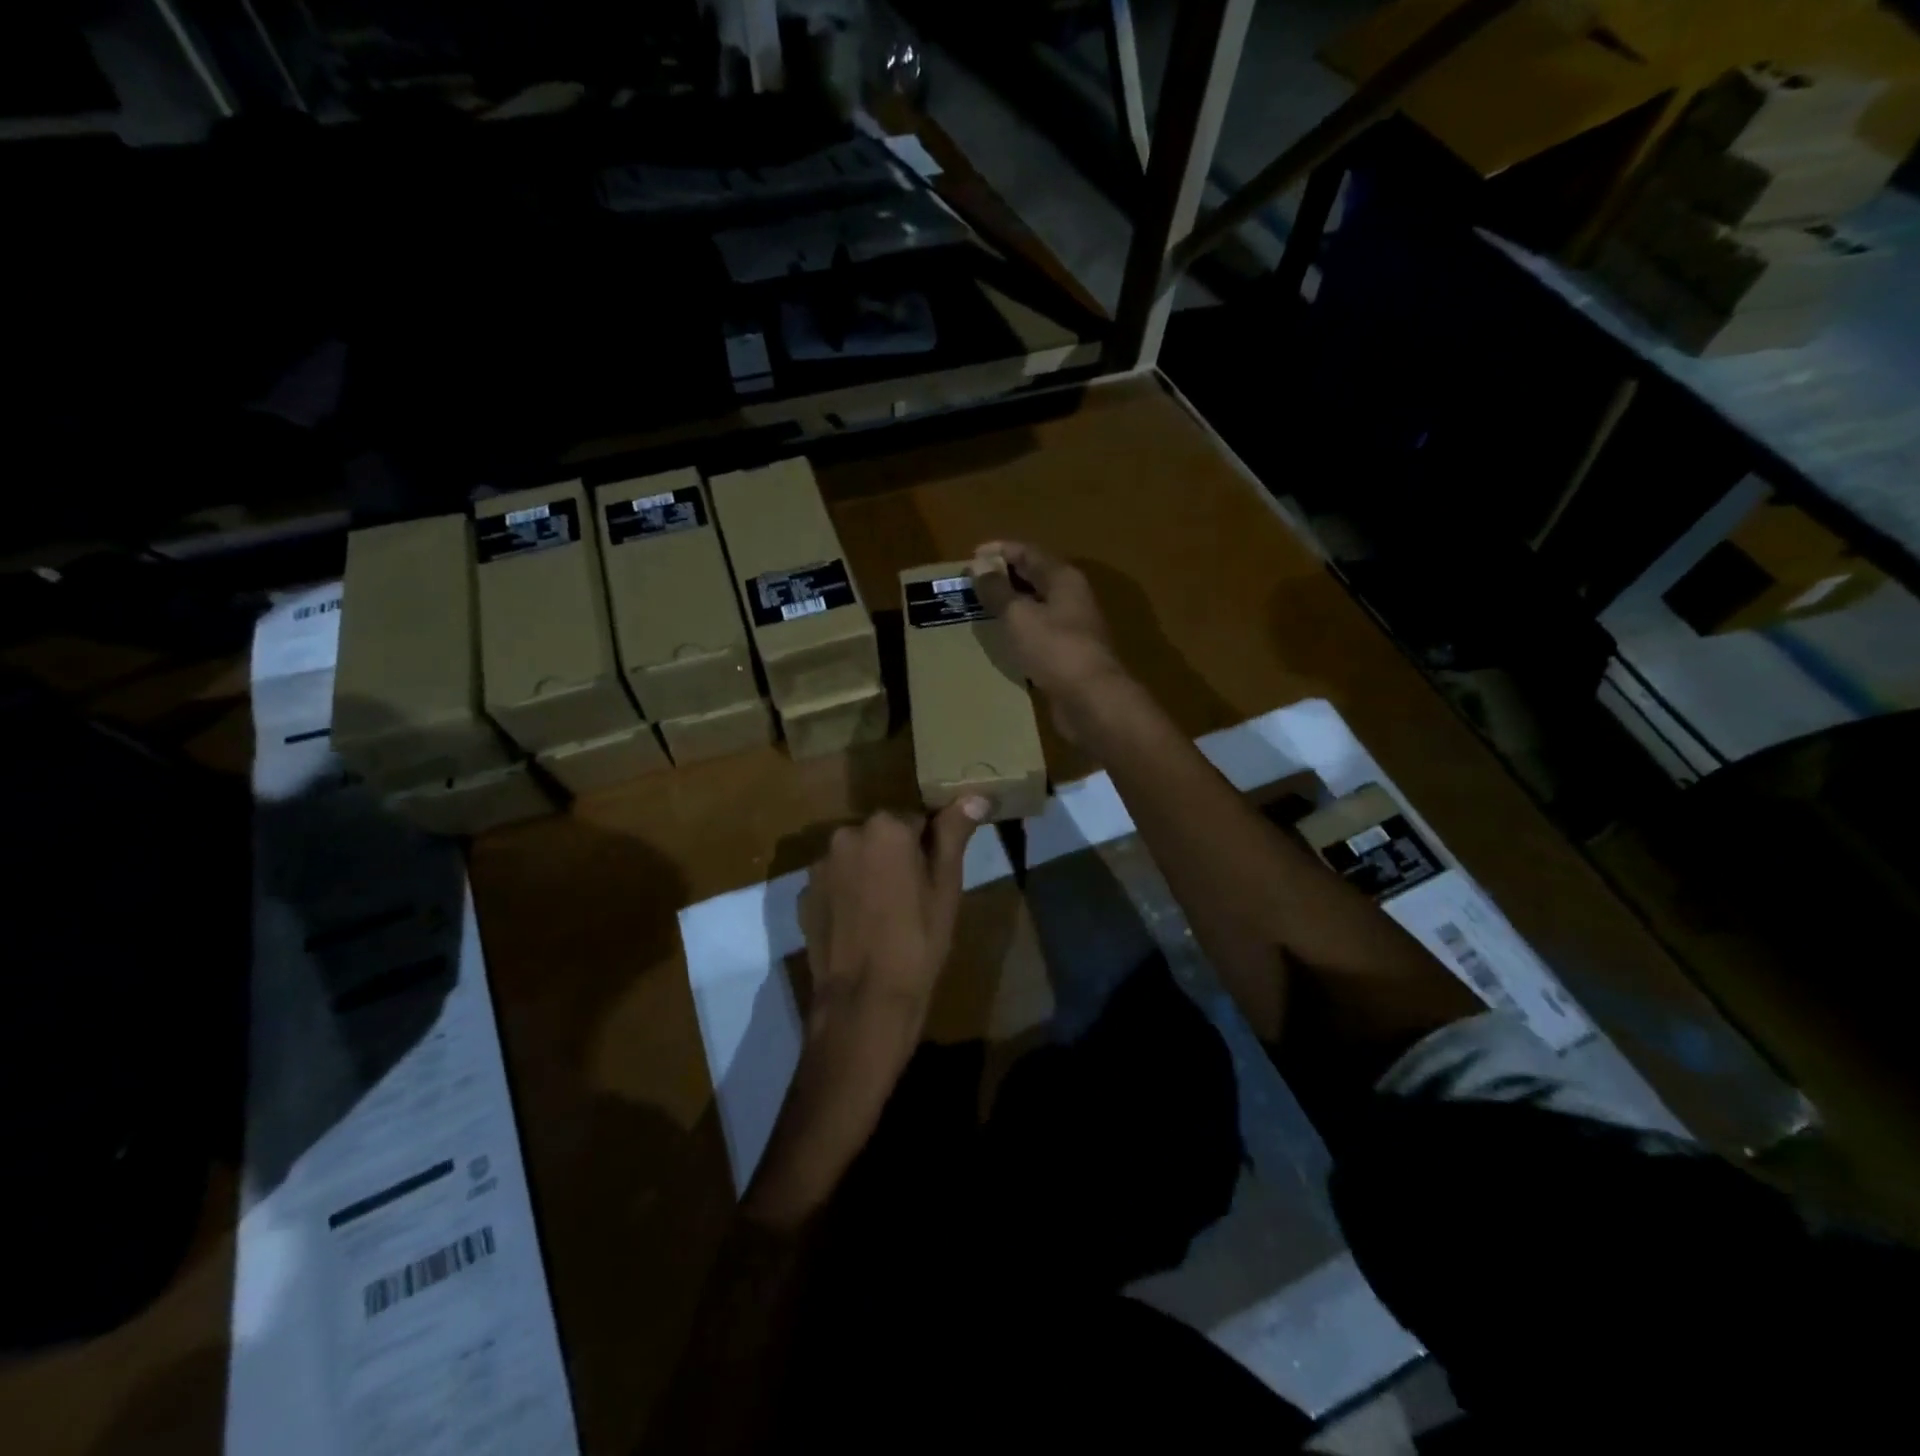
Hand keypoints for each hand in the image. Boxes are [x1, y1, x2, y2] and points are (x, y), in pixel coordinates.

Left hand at [744, 799, 987, 1227]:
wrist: (864, 1002)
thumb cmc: (918, 942)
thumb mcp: (945, 887)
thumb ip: (954, 834)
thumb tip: (975, 795)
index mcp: (885, 827)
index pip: (917, 820)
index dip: (929, 849)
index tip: (934, 880)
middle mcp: (846, 834)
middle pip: (882, 836)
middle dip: (896, 857)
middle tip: (914, 900)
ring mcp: (819, 866)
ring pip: (856, 858)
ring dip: (869, 874)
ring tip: (885, 916)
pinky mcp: (804, 895)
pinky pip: (835, 882)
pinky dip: (847, 895)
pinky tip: (860, 927)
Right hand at [970, 540, 1129, 744]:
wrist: (1092, 699)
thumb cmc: (1054, 649)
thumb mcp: (1018, 615)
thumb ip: (997, 590)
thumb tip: (979, 564)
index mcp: (1063, 578)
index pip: (1028, 552)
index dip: (999, 551)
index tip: (970, 557)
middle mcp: (1072, 597)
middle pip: (1035, 577)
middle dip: (1004, 577)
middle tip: (972, 583)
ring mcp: (1073, 627)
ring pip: (1038, 606)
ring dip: (1012, 604)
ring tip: (982, 608)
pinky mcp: (1069, 654)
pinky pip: (1040, 632)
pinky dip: (1020, 630)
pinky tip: (1003, 639)